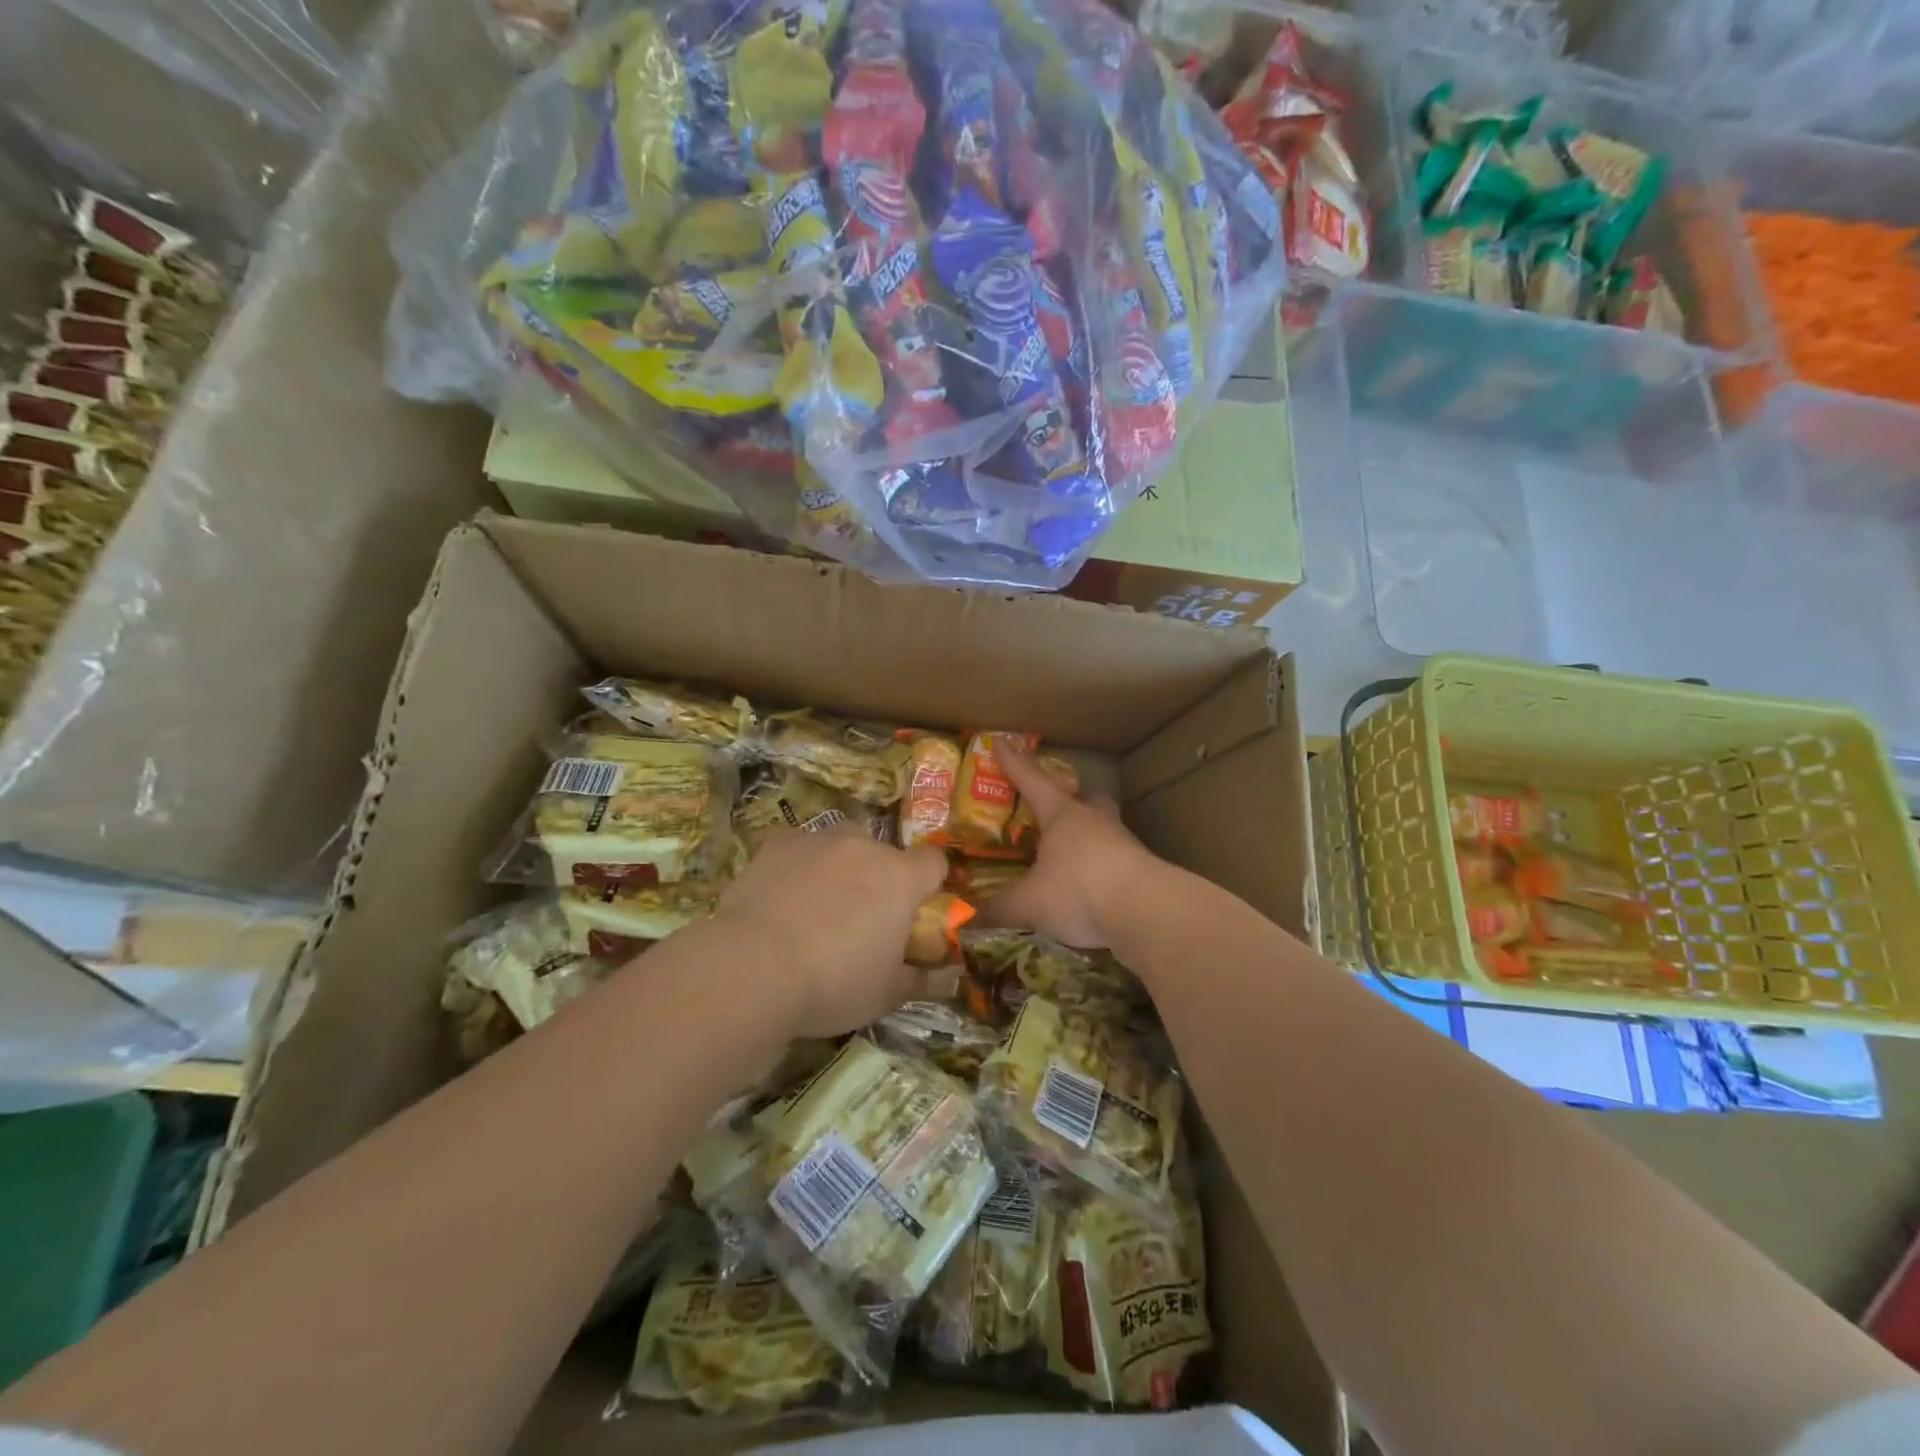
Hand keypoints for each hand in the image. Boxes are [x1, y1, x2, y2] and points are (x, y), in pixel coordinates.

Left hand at [713, 826, 946, 1038]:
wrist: (752, 968)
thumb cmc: (833, 983)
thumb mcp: (886, 994)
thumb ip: (923, 979)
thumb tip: (951, 977)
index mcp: (900, 878)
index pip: (934, 863)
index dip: (929, 884)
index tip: (916, 912)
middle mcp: (864, 847)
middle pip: (885, 852)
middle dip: (881, 876)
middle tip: (863, 917)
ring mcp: (818, 840)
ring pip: (842, 842)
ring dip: (842, 864)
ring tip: (820, 904)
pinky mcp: (777, 844)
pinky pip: (799, 845)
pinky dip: (800, 862)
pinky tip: (784, 893)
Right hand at [980, 737, 1162, 947]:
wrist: (1147, 911)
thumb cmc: (1080, 890)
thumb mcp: (1028, 903)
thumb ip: (999, 909)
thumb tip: (969, 920)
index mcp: (1062, 815)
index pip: (1032, 780)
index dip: (1014, 763)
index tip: (1002, 742)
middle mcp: (1094, 821)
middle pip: (1083, 798)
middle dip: (1069, 797)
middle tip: (1056, 804)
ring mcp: (1122, 844)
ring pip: (1102, 828)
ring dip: (1087, 835)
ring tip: (1069, 853)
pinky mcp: (1140, 871)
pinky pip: (1114, 861)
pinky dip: (1098, 869)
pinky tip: (1088, 888)